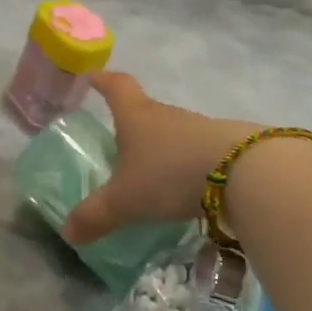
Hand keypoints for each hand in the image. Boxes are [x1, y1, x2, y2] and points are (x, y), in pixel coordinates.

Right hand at [61, 73, 259, 244]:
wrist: (244, 172)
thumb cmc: (169, 174)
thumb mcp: (124, 201)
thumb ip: (94, 216)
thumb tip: (67, 233)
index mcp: (136, 116)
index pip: (116, 87)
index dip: (102, 81)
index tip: (93, 77)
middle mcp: (167, 115)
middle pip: (145, 111)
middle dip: (131, 124)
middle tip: (119, 144)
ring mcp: (200, 128)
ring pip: (173, 133)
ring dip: (162, 148)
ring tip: (153, 174)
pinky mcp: (226, 146)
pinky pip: (197, 152)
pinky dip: (187, 165)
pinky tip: (186, 188)